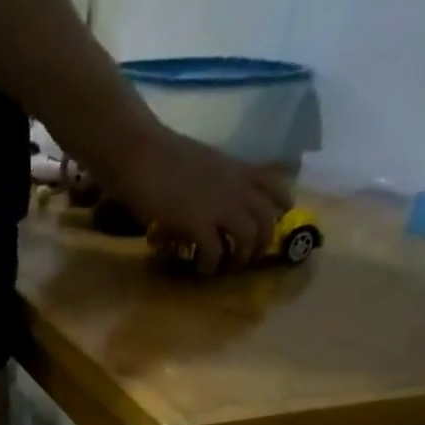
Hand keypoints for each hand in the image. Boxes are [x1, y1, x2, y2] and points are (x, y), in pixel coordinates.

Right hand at [111, 125, 293, 273]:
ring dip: (240, 257)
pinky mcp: (199, 224)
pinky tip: (202, 269)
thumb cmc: (166, 157)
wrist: (144, 156)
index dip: (280, 206)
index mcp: (238, 170)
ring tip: (227, 266)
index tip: (274, 221)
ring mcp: (219, 205)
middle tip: (249, 258)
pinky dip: (211, 266)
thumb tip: (214, 203)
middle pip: (267, 218)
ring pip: (248, 236)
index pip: (275, 185)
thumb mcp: (205, 164)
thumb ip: (217, 183)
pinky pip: (215, 252)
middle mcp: (236, 187)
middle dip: (262, 243)